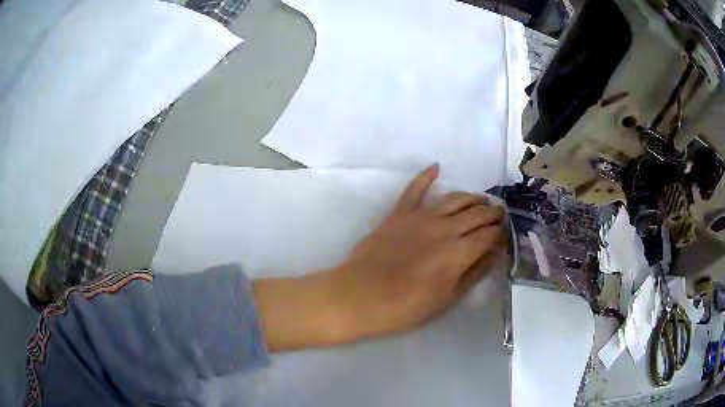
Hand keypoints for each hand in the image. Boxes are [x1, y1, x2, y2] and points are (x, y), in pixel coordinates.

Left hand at [332, 163, 505, 337]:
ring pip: (453, 199)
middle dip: (492, 213)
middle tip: (500, 214)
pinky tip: (435, 167)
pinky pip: (413, 190)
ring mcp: (418, 218)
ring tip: (481, 200)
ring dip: (471, 197)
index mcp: (457, 253)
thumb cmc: (404, 308)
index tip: (506, 231)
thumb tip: (494, 254)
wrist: (357, 298)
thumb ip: (472, 274)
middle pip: (475, 214)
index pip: (488, 235)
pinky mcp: (397, 215)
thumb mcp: (445, 300)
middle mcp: (443, 229)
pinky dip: (425, 177)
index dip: (500, 232)